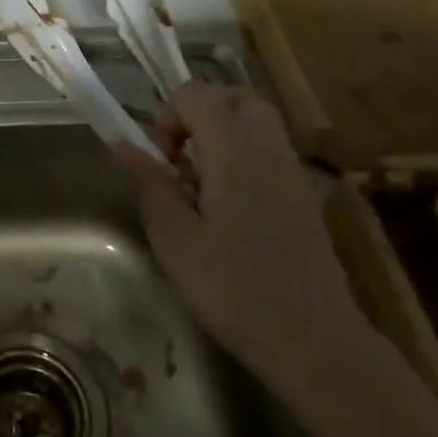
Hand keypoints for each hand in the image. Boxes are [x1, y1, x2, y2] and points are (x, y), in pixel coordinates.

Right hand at [117, 83, 367, 396]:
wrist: (315, 342)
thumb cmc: (235, 290)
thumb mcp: (174, 240)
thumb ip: (149, 185)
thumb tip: (122, 145)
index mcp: (235, 151)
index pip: (196, 94)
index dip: (168, 117)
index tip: (162, 163)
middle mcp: (269, 148)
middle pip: (234, 96)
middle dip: (200, 113)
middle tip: (181, 159)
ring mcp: (293, 172)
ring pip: (257, 121)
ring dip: (222, 133)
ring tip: (202, 182)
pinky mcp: (305, 197)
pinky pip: (270, 150)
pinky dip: (244, 156)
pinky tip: (231, 208)